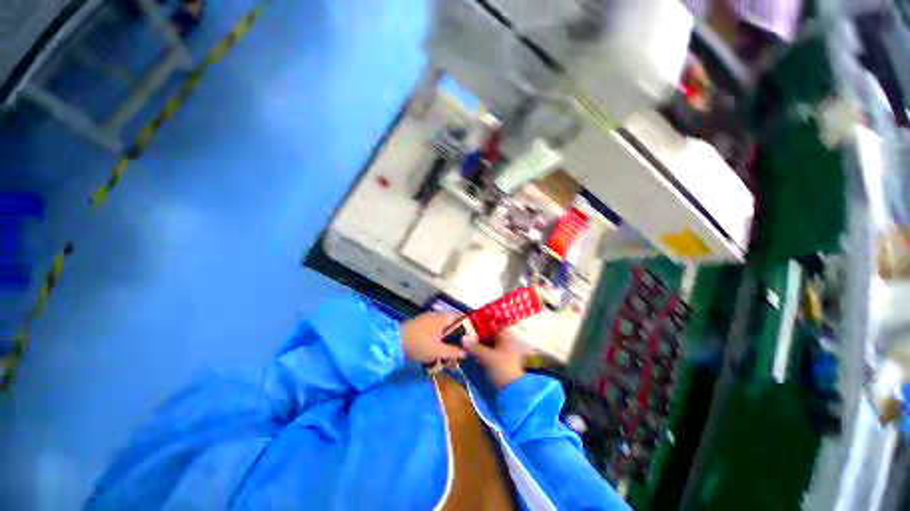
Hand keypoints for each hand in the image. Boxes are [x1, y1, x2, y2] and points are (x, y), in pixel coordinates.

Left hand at [401, 312, 466, 363]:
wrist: (394, 342)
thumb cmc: (419, 344)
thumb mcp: (438, 351)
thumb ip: (453, 352)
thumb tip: (465, 353)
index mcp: (443, 318)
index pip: (460, 317)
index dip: (468, 327)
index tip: (472, 338)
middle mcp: (436, 316)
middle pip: (452, 325)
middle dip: (457, 338)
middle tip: (461, 350)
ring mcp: (427, 320)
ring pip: (443, 329)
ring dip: (447, 341)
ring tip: (449, 355)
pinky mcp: (420, 326)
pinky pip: (434, 331)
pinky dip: (438, 340)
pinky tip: (438, 351)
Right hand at [464, 330, 525, 389]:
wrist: (513, 392)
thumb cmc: (502, 369)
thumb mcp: (487, 357)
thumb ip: (474, 347)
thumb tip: (462, 338)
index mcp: (507, 338)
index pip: (494, 327)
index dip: (483, 325)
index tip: (471, 325)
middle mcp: (506, 343)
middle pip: (491, 336)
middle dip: (479, 336)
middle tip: (467, 335)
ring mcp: (504, 354)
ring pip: (489, 345)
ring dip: (480, 345)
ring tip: (467, 344)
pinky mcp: (500, 364)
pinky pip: (490, 354)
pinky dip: (482, 353)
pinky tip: (473, 354)